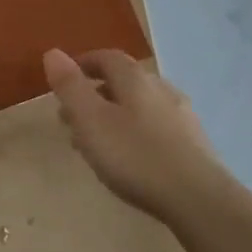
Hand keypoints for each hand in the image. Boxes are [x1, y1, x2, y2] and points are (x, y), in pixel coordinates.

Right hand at [43, 49, 225, 223]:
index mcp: (135, 79)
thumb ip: (70, 87)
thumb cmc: (136, 156)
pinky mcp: (194, 144)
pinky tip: (131, 157)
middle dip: (96, 93)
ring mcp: (182, 116)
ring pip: (141, 106)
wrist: (199, 199)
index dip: (84, 64)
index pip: (107, 57)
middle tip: (73, 116)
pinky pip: (156, 127)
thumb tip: (53, 52)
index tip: (65, 79)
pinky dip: (136, 132)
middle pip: (124, 82)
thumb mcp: (90, 120)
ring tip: (97, 141)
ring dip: (116, 115)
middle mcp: (162, 89)